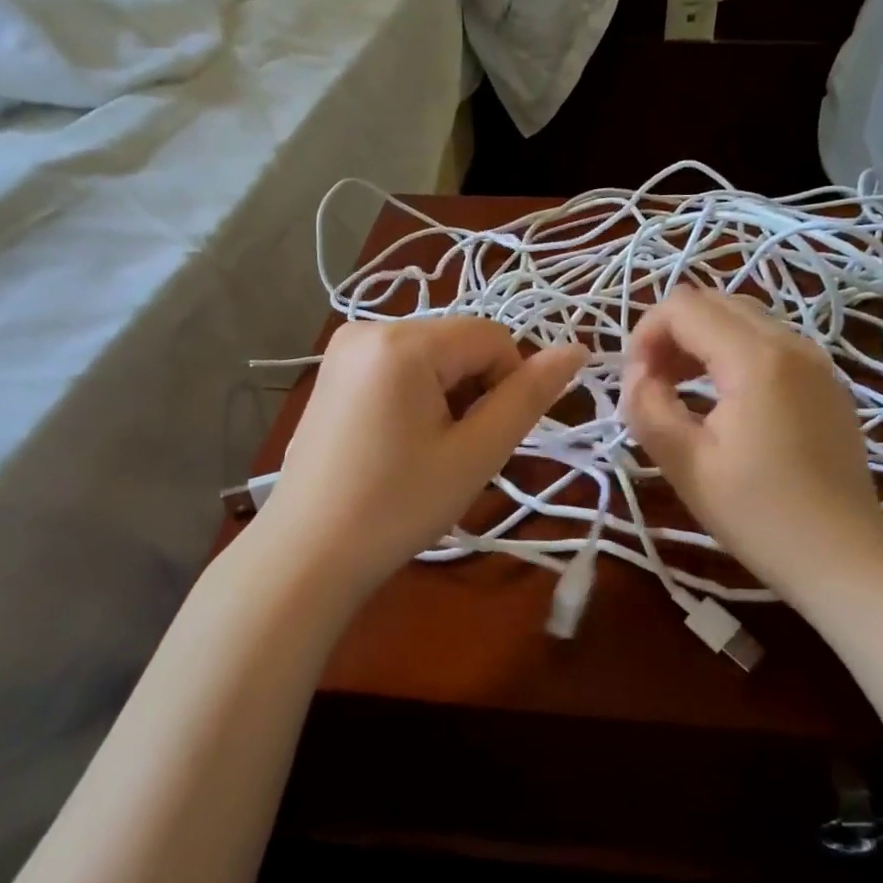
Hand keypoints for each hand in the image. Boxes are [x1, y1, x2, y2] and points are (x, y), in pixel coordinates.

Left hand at [258, 317, 587, 596]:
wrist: (307, 554)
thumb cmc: (397, 507)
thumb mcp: (474, 454)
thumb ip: (527, 397)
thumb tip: (576, 349)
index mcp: (403, 341)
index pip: (492, 337)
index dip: (508, 385)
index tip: (488, 439)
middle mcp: (368, 328)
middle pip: (459, 343)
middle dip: (474, 391)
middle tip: (457, 452)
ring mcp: (343, 350)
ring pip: (431, 357)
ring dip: (447, 397)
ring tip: (427, 453)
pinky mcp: (332, 375)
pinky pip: (398, 368)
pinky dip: (416, 398)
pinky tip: (399, 445)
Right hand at [621, 287, 882, 604]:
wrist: (842, 558)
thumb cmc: (758, 516)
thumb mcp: (685, 465)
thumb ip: (647, 406)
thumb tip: (636, 374)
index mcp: (757, 359)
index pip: (683, 306)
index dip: (645, 335)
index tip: (636, 384)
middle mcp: (792, 343)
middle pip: (714, 301)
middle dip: (672, 333)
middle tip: (654, 385)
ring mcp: (816, 360)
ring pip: (743, 318)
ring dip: (701, 341)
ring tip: (681, 391)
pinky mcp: (827, 381)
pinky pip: (770, 342)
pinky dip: (734, 354)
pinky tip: (724, 401)